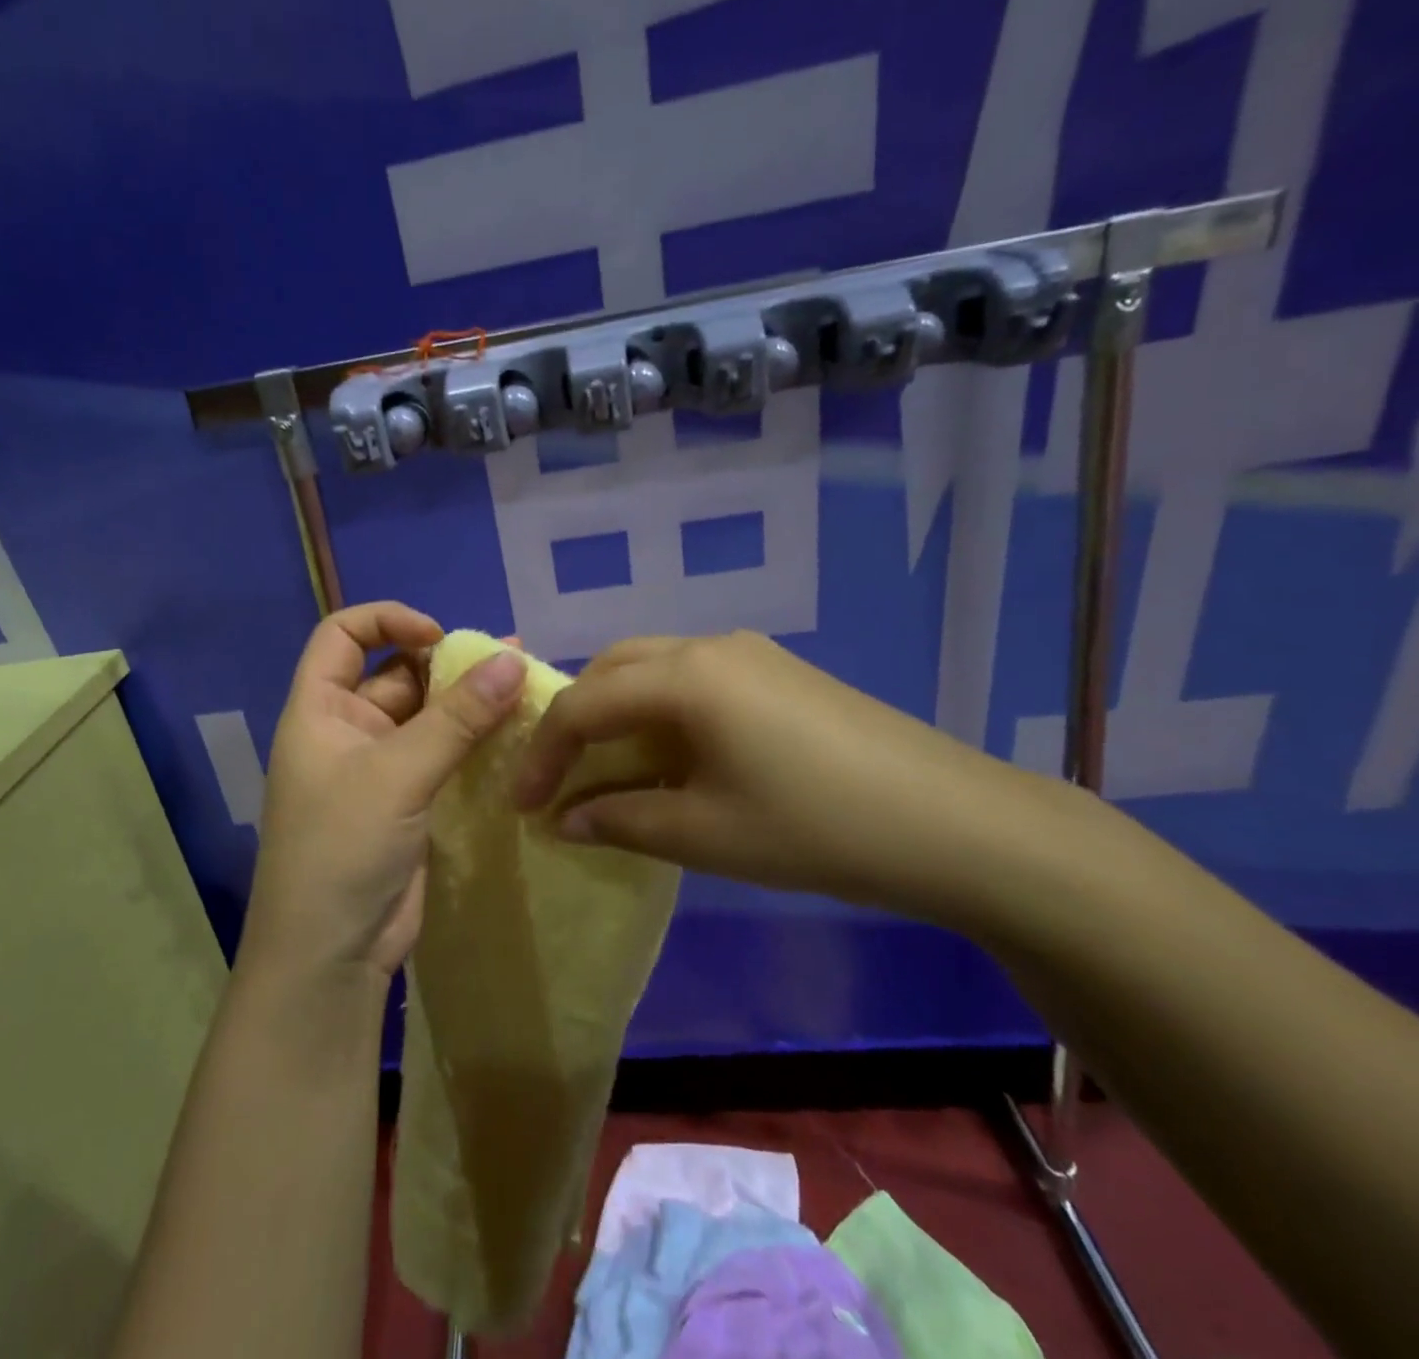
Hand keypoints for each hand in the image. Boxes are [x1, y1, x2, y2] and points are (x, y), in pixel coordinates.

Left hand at [243, 602, 526, 983]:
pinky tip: (517, 734)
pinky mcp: (410, 801)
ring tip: (525, 688)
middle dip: (447, 664)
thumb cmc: (341, 849)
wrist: (331, 956)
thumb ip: (457, 718)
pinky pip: (443, 755)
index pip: (342, 635)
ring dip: (469, 703)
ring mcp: (380, 767)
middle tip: (510, 662)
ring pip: (427, 716)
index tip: (439, 636)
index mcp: (320, 709)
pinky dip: (475, 742)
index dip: (387, 621)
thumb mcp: (397, 774)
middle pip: (396, 673)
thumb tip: (513, 660)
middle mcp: (347, 729)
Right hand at [511, 631, 1065, 923]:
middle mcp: (710, 646)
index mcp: (685, 676)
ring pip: (654, 669)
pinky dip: (660, 713)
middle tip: (559, 778)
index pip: (584, 703)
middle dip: (575, 721)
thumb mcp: (704, 834)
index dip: (543, 753)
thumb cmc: (815, 828)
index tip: (523, 804)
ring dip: (618, 713)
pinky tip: (672, 759)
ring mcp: (751, 654)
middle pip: (613, 670)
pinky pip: (694, 680)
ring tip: (608, 770)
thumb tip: (564, 822)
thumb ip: (621, 821)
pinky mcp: (779, 672)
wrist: (956, 823)